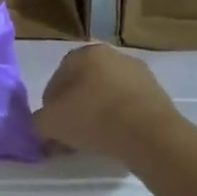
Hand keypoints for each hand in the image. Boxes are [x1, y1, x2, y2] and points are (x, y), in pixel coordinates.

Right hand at [33, 45, 181, 164]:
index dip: (51, 107)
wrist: (150, 135)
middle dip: (76, 109)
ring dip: (99, 115)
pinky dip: (121, 121)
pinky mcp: (158, 94)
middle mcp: (112, 55)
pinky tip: (118, 140)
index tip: (53, 129)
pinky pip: (129, 107)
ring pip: (108, 96)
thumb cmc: (94, 118)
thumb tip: (42, 126)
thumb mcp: (50, 123)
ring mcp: (139, 73)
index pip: (57, 80)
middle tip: (72, 137)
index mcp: (84, 53)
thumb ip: (38, 122)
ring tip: (96, 142)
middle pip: (84, 86)